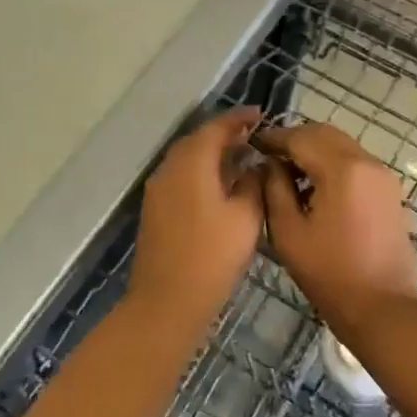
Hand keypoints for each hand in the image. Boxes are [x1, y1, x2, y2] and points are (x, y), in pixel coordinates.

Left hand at [129, 109, 264, 329]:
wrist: (166, 302)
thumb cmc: (212, 257)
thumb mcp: (246, 218)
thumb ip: (254, 184)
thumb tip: (255, 165)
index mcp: (191, 163)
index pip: (216, 128)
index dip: (239, 119)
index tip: (261, 114)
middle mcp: (169, 168)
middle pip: (198, 140)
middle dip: (225, 134)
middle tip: (254, 137)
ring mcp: (158, 189)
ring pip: (188, 159)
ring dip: (213, 154)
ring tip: (243, 159)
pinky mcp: (156, 209)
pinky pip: (181, 177)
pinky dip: (202, 172)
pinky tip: (222, 186)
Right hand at [258, 123, 416, 334]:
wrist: (383, 309)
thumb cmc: (330, 273)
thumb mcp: (288, 231)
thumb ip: (274, 188)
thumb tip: (270, 164)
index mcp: (342, 169)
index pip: (301, 137)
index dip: (273, 138)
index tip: (252, 145)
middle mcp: (367, 162)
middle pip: (324, 134)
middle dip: (295, 140)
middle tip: (269, 157)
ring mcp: (383, 176)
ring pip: (342, 145)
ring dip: (314, 151)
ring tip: (289, 174)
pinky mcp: (390, 192)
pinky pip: (356, 163)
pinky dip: (333, 163)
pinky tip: (315, 188)